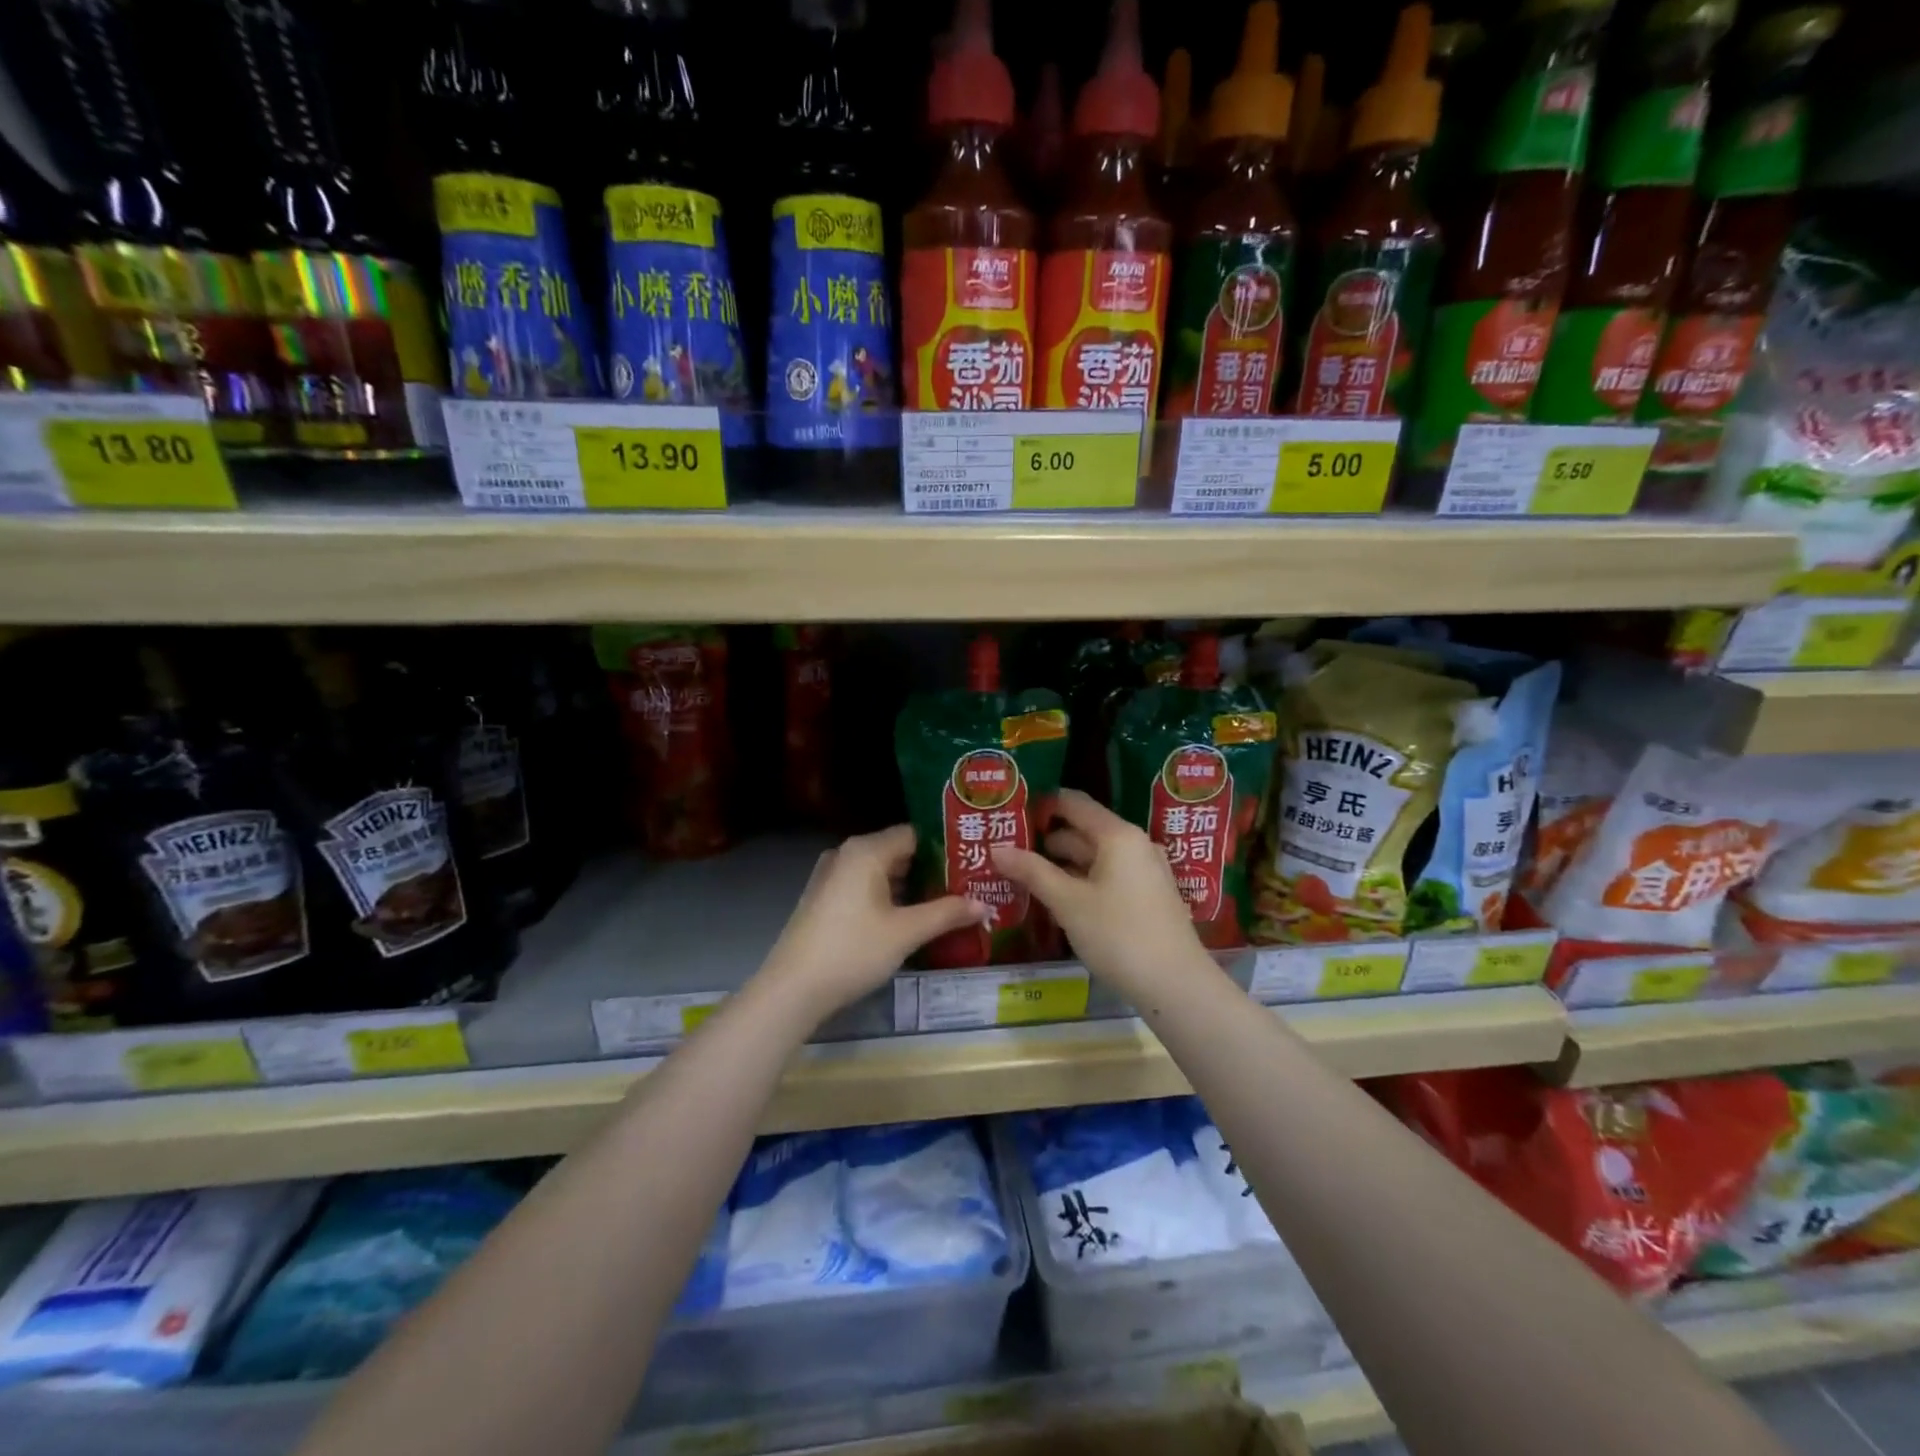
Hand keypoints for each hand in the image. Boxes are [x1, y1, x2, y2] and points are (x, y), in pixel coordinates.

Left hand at [759, 825, 988, 1018]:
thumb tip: (984, 903)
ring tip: (949, 902)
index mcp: (866, 850)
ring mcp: (832, 877)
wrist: (793, 989)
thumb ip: (947, 913)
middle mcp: (847, 854)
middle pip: (899, 852)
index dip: (946, 847)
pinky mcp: (826, 900)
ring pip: (882, 872)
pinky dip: (890, 898)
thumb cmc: (853, 950)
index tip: (974, 861)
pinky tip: (912, 918)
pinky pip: (866, 888)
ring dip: (912, 887)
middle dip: (932, 869)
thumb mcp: (906, 932)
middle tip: (969, 884)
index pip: (915, 834)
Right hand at [990, 789, 1204, 1001]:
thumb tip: (997, 850)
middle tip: (1009, 851)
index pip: (1074, 803)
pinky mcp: (1148, 896)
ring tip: (1026, 877)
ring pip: (1096, 857)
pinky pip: (1109, 876)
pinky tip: (1060, 900)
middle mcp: (1135, 844)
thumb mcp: (1068, 903)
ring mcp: (1145, 871)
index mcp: (1118, 835)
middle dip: (1047, 841)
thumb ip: (1032, 872)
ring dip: (1063, 865)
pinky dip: (1083, 881)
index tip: (1012, 815)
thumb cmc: (1119, 935)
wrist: (1176, 985)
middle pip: (1084, 831)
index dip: (1043, 805)